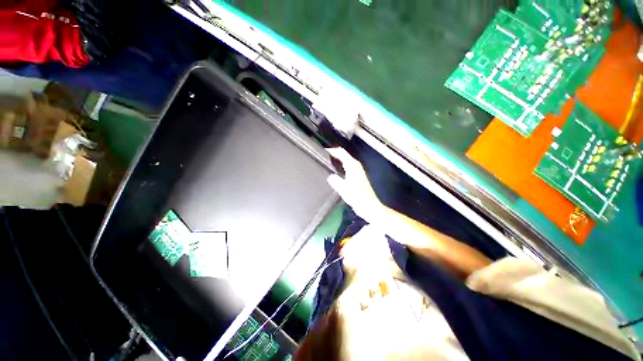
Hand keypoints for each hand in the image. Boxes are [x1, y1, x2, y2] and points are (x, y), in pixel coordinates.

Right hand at [326, 148, 383, 223]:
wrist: (368, 205)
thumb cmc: (357, 196)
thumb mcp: (343, 188)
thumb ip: (335, 180)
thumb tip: (330, 176)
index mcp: (352, 165)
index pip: (341, 152)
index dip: (331, 150)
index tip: (322, 151)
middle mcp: (356, 165)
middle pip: (343, 155)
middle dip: (333, 155)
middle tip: (323, 157)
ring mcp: (357, 171)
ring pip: (345, 161)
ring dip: (337, 161)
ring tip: (327, 164)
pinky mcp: (358, 176)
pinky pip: (347, 167)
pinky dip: (340, 167)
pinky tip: (335, 173)